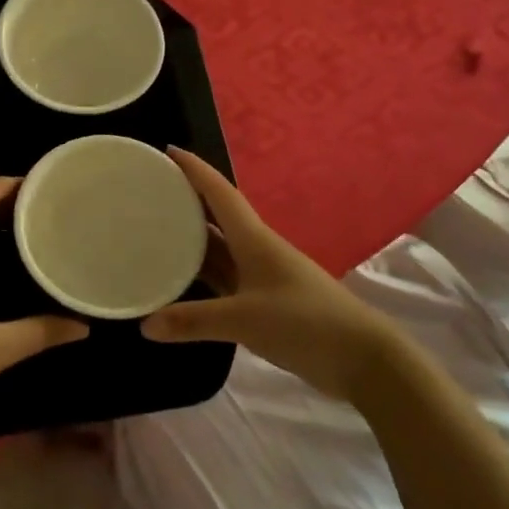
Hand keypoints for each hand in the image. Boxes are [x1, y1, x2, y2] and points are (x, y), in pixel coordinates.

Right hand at [141, 149, 402, 397]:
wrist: (362, 357)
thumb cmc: (305, 322)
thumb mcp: (244, 320)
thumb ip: (193, 321)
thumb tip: (145, 325)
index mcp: (254, 239)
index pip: (220, 193)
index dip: (196, 170)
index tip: (168, 151)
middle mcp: (257, 249)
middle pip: (217, 216)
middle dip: (188, 200)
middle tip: (150, 190)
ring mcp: (263, 276)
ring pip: (221, 248)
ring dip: (193, 237)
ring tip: (156, 228)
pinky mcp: (266, 302)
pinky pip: (226, 277)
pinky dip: (203, 273)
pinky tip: (182, 278)